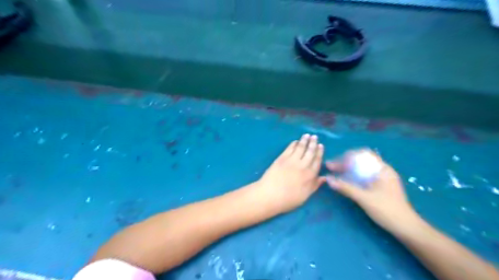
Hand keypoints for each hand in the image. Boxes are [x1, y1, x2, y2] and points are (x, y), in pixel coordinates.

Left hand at [257, 134, 327, 213]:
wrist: (270, 194)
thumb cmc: (288, 199)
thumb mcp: (305, 196)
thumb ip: (314, 185)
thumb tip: (324, 177)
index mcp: (310, 175)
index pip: (317, 161)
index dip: (319, 152)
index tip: (321, 146)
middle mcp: (302, 165)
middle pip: (310, 152)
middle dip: (313, 143)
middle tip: (315, 136)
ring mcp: (291, 160)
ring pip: (300, 148)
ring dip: (304, 140)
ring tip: (307, 135)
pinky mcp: (281, 158)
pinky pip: (289, 148)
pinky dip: (293, 144)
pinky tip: (295, 141)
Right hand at [326, 150, 417, 232]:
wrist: (406, 228)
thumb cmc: (387, 210)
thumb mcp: (364, 198)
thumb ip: (346, 188)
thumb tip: (328, 179)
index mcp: (382, 169)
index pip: (363, 154)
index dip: (347, 156)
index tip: (335, 162)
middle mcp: (382, 171)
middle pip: (361, 161)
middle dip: (345, 163)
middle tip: (331, 167)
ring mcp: (382, 179)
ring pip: (361, 169)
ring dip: (347, 169)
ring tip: (335, 172)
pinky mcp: (380, 187)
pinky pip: (364, 176)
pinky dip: (353, 176)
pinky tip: (345, 180)